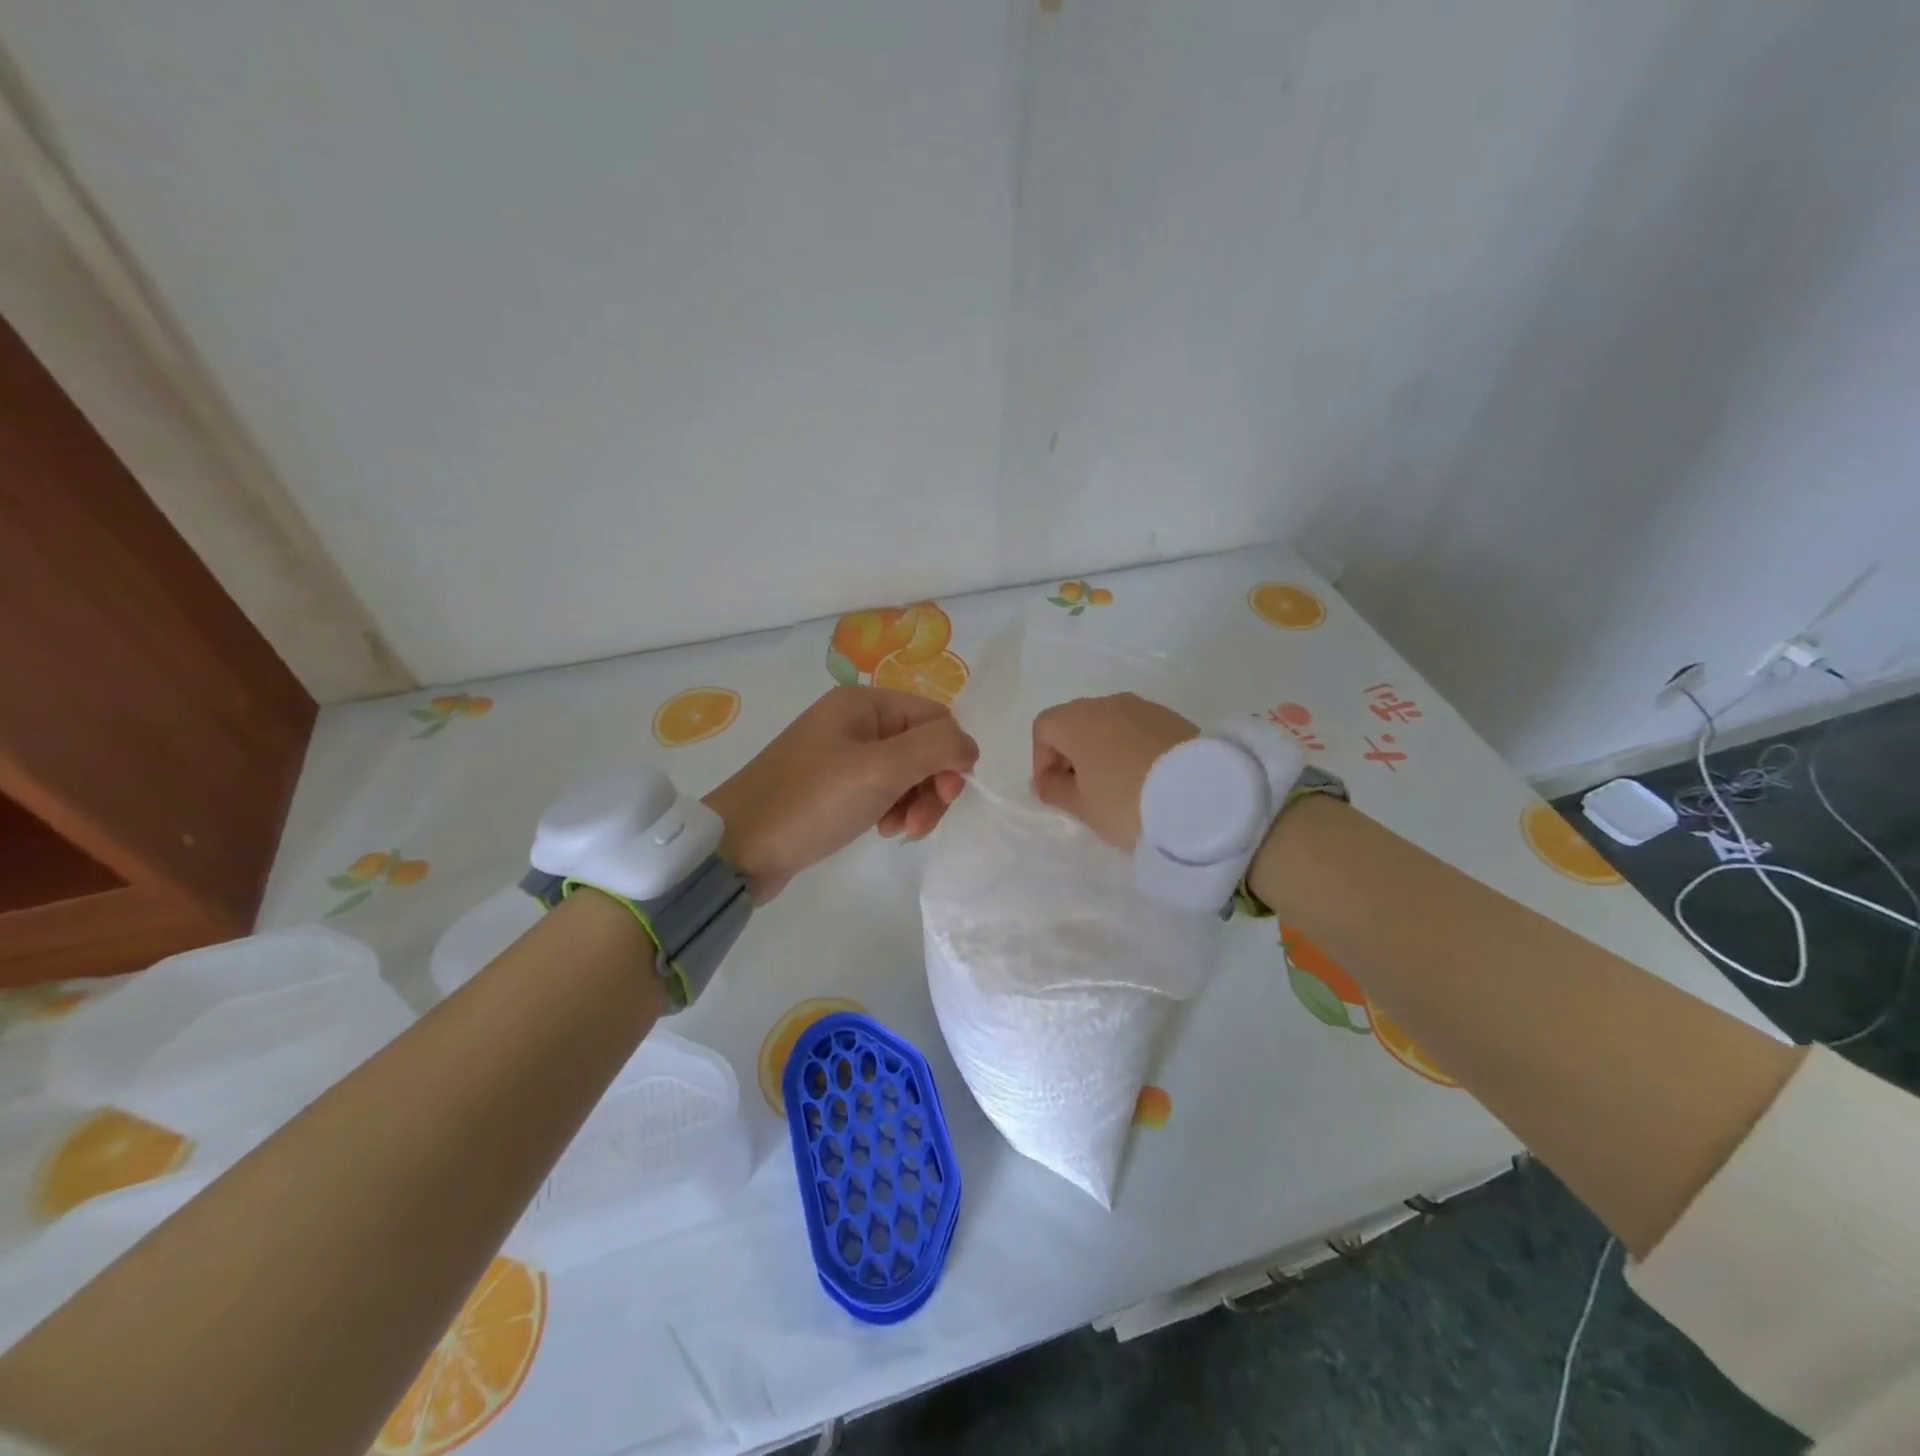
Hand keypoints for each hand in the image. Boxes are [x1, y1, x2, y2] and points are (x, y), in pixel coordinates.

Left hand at [703, 686, 978, 900]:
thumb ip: (936, 748)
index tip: (945, 798)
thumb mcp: (879, 770)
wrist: (736, 848)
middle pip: (923, 746)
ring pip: (906, 771)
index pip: (936, 718)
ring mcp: (842, 753)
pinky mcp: (833, 784)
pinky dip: (892, 809)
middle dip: (932, 785)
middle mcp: (855, 720)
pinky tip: (881, 830)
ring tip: (898, 831)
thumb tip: (970, 746)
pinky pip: (882, 788)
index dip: (950, 756)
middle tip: (920, 825)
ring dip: (914, 802)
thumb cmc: (810, 803)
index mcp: (864, 703)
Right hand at [1030, 693, 1197, 850]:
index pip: (1044, 728)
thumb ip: (1055, 790)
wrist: (1204, 798)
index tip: (1055, 791)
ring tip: (1117, 786)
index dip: (1041, 759)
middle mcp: (1108, 703)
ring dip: (1104, 750)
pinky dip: (1132, 748)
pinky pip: (1138, 729)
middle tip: (1083, 790)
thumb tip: (1046, 780)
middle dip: (1072, 753)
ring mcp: (1144, 707)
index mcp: (1077, 720)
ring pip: (1109, 724)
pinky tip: (1145, 778)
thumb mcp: (1082, 807)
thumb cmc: (1127, 803)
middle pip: (1076, 722)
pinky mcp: (1174, 718)